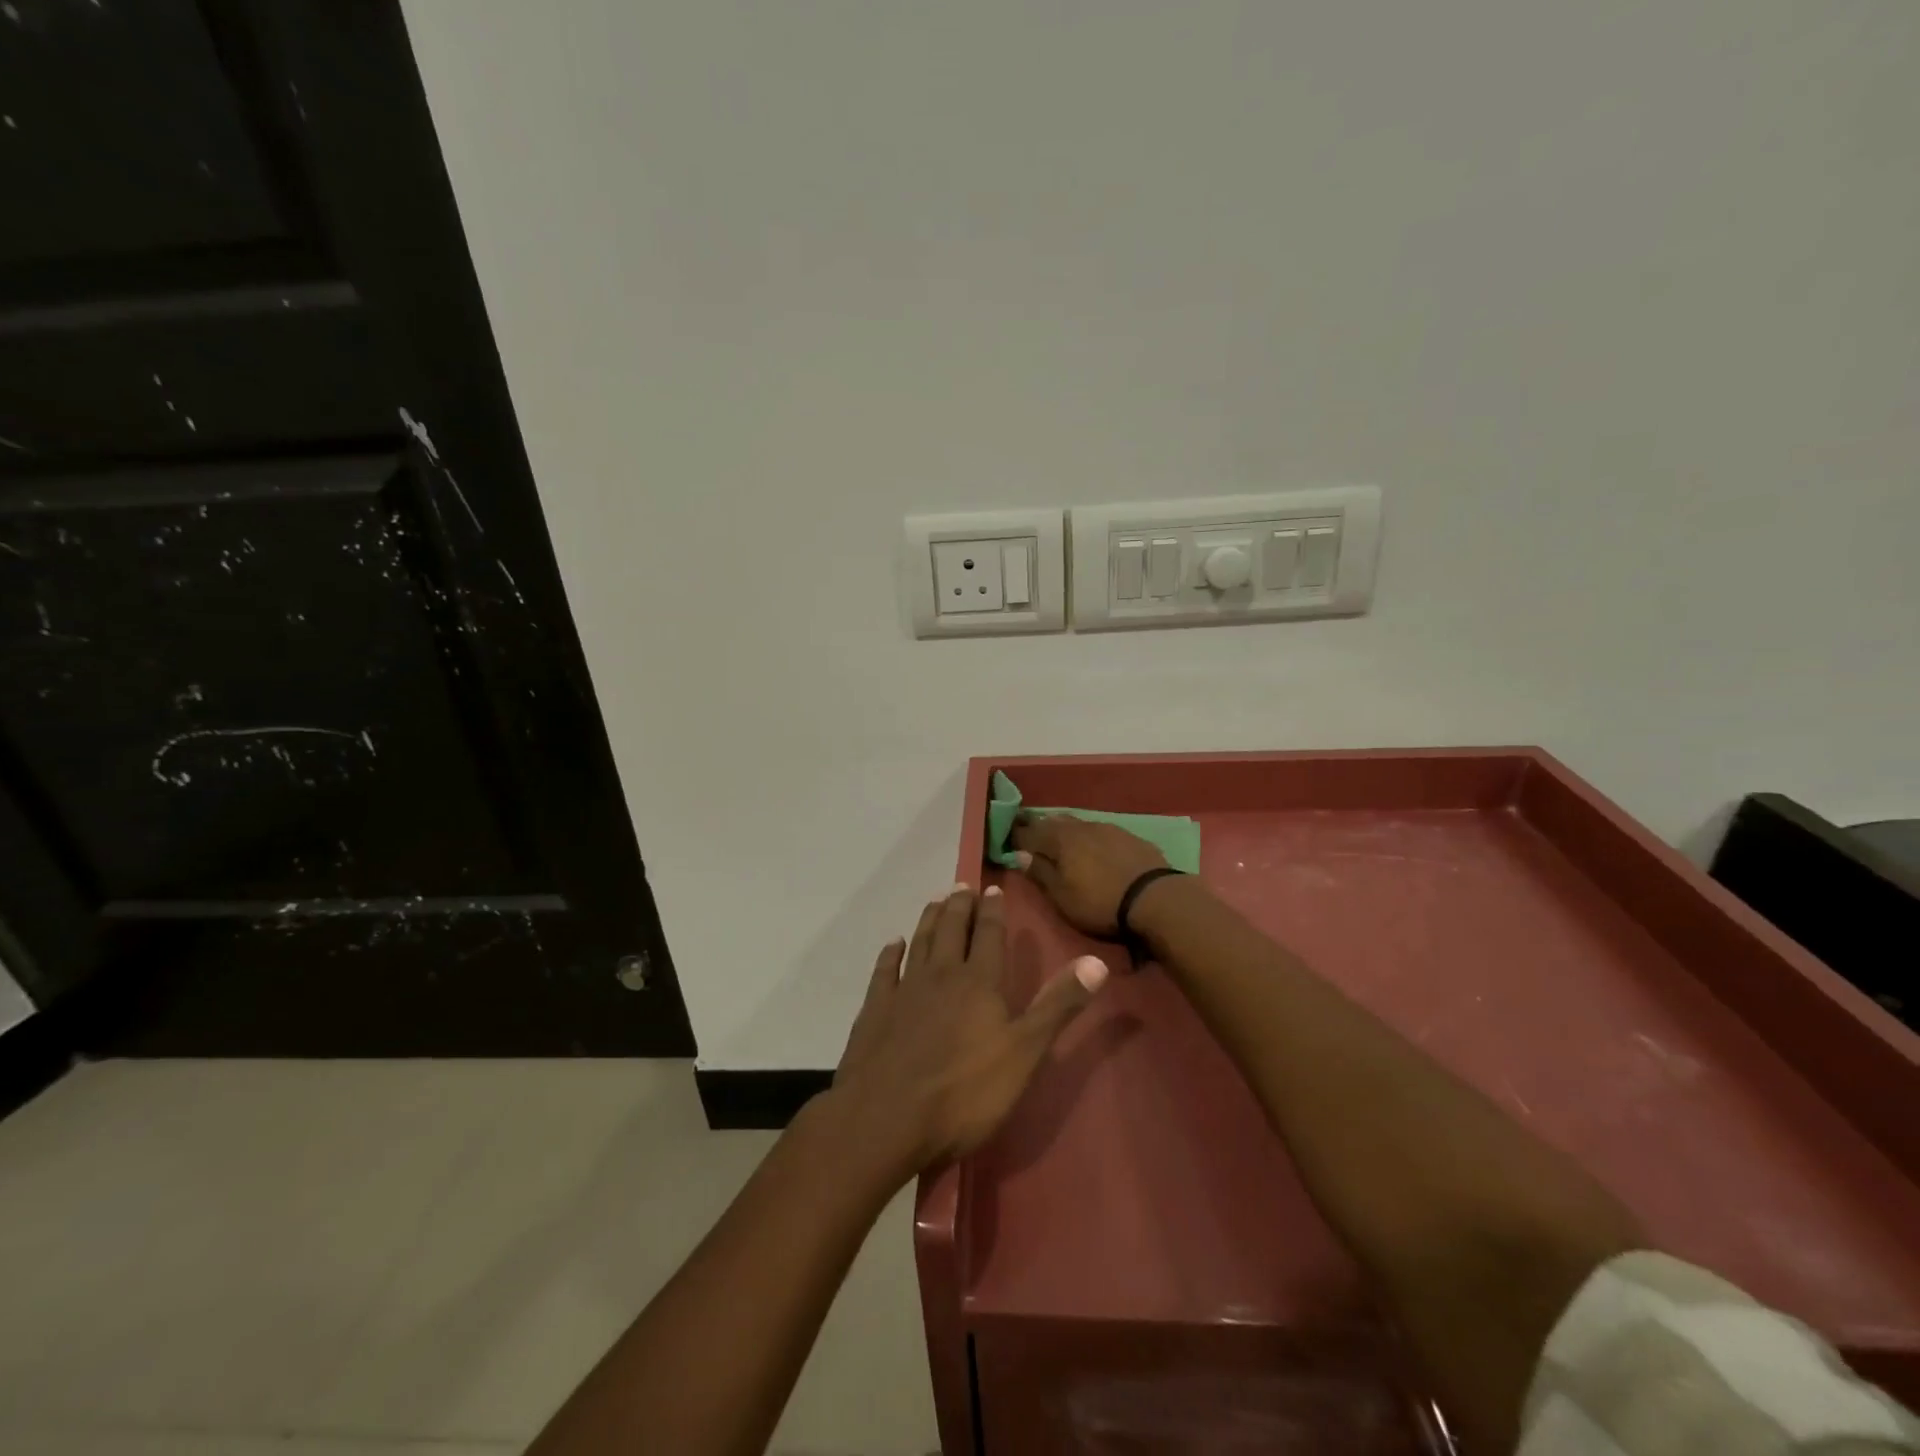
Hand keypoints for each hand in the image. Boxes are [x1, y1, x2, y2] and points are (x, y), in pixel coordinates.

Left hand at [830, 883, 1109, 1174]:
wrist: (885, 1119)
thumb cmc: (964, 1092)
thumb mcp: (1024, 1053)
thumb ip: (1058, 1005)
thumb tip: (1097, 961)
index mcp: (979, 983)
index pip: (990, 936)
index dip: (993, 911)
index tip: (992, 889)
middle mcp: (940, 975)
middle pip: (952, 930)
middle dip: (960, 906)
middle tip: (962, 885)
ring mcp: (903, 990)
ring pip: (920, 942)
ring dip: (929, 919)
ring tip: (936, 901)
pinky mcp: (874, 1010)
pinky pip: (884, 971)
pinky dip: (890, 953)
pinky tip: (893, 944)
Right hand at [1009, 815, 1169, 935]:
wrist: (1155, 898)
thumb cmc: (1100, 902)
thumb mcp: (1062, 896)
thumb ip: (1040, 873)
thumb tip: (1018, 854)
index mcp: (1059, 840)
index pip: (1029, 832)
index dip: (1016, 834)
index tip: (1005, 835)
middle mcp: (1080, 827)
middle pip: (1053, 822)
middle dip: (1038, 826)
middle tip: (1027, 829)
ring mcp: (1106, 828)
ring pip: (1076, 823)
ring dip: (1063, 828)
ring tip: (1056, 835)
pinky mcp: (1128, 836)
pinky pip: (1098, 830)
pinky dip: (1086, 835)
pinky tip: (1090, 843)